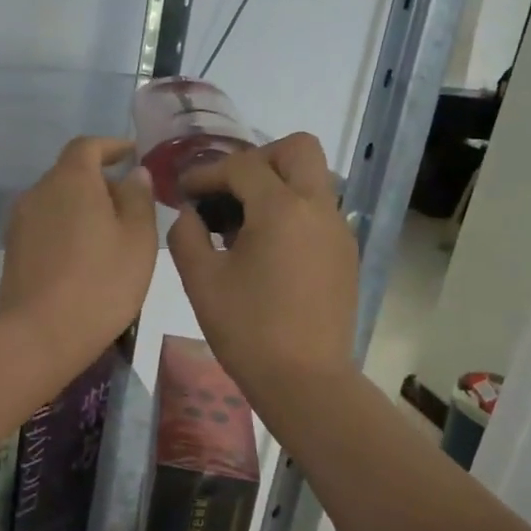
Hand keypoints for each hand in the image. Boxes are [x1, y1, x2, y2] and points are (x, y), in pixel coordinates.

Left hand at [0, 137, 158, 367]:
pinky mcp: (13, 248)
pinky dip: (66, 227)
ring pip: (57, 200)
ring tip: (110, 236)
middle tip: (130, 206)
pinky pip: (45, 224)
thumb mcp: (138, 239)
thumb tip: (133, 173)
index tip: (131, 155)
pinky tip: (84, 256)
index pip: (88, 146)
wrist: (40, 334)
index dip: (111, 146)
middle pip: (71, 173)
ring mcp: (21, 220)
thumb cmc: (101, 282)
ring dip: (82, 207)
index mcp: (71, 179)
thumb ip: (139, 198)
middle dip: (100, 181)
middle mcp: (39, 191)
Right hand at [168, 133, 358, 392]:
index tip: (184, 190)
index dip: (207, 173)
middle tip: (229, 189)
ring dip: (278, 183)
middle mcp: (318, 208)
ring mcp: (338, 230)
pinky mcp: (345, 254)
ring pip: (313, 179)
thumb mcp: (201, 280)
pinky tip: (266, 247)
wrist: (304, 381)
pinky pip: (319, 210)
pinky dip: (292, 211)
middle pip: (298, 149)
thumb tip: (190, 214)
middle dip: (259, 158)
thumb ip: (186, 234)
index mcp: (282, 209)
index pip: (242, 166)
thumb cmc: (247, 330)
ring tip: (243, 221)